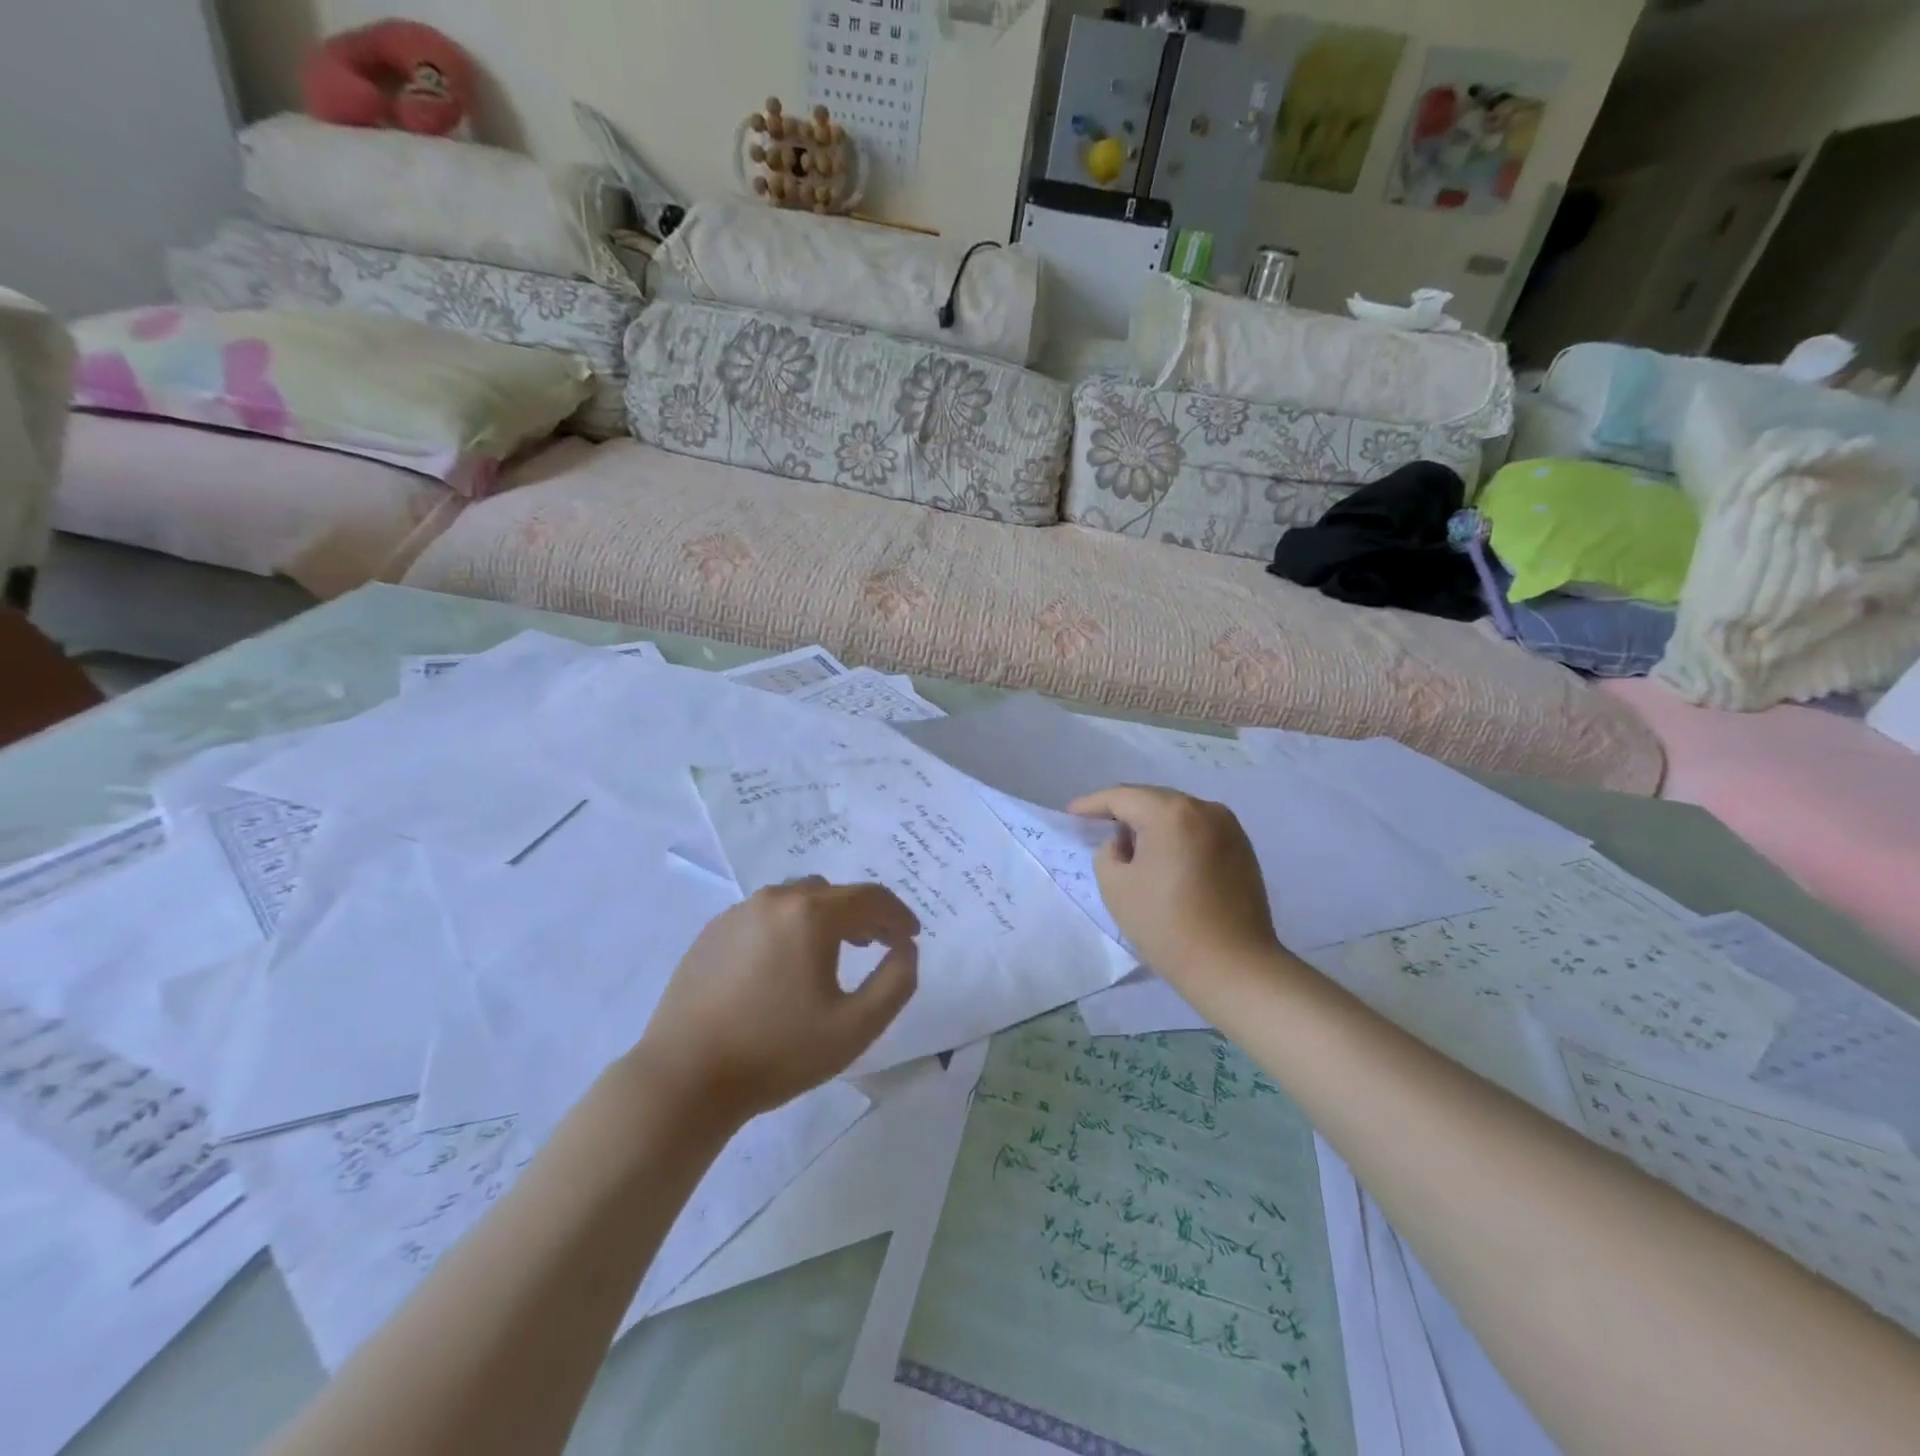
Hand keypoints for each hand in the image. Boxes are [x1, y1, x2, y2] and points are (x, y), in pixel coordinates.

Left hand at [632, 878, 918, 1122]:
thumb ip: (896, 982)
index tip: (911, 937)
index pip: (870, 898)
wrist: (684, 1078)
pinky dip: (787, 928)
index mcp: (811, 914)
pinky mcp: (711, 932)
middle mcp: (775, 900)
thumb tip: (906, 948)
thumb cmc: (777, 1052)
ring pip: (795, 900)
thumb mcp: (856, 1027)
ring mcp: (738, 913)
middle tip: (876, 944)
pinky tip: (783, 966)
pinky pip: (764, 916)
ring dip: (823, 918)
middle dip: (861, 914)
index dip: (898, 914)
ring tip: (830, 953)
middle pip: (832, 893)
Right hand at [1069, 786, 1278, 986]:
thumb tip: (1125, 844)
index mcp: (1171, 813)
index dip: (1092, 804)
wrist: (1234, 966)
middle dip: (1123, 811)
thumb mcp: (1116, 886)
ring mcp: (1229, 827)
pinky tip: (1164, 859)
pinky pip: (1197, 830)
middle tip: (1097, 826)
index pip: (1122, 797)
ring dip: (1151, 824)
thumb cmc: (1167, 925)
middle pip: (1152, 800)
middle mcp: (1204, 808)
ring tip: (1130, 845)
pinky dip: (1176, 836)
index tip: (1071, 813)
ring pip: (1177, 813)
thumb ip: (1108, 852)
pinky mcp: (1242, 848)